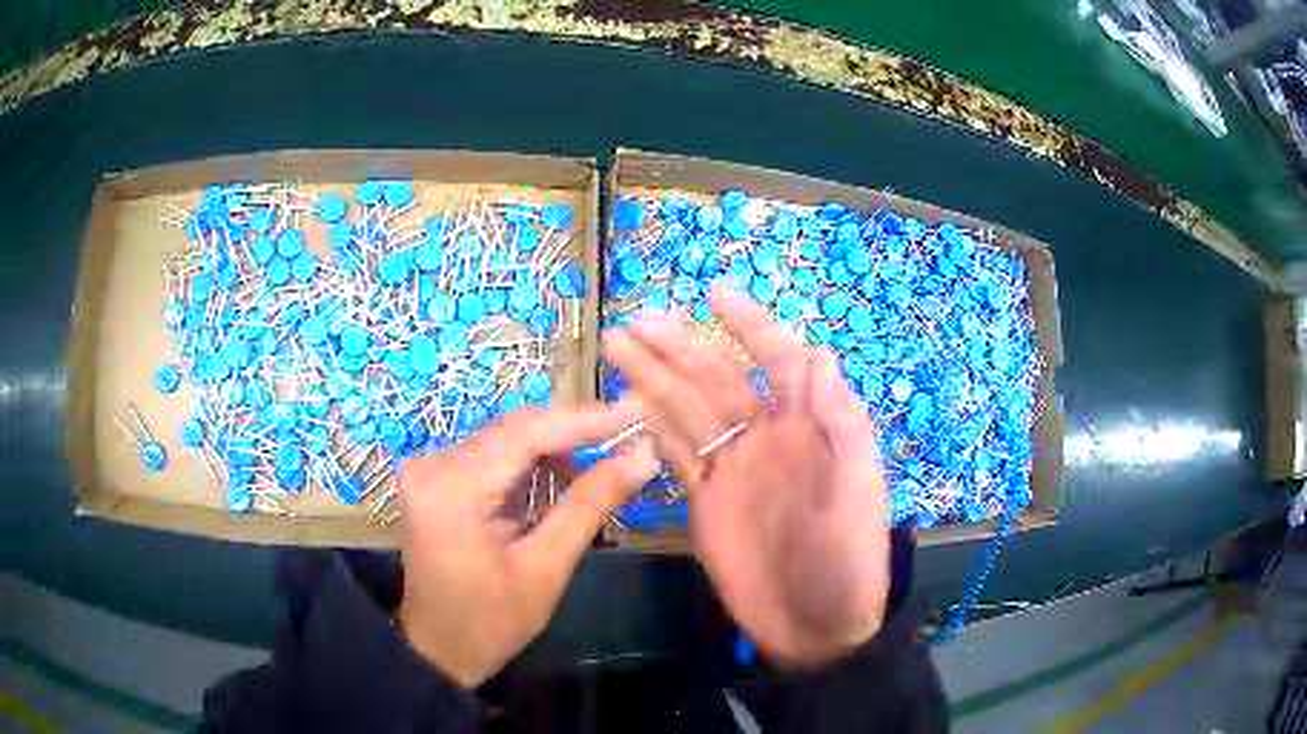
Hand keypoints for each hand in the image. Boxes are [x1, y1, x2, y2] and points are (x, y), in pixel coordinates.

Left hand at [397, 402, 658, 687]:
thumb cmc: (492, 621)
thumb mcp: (547, 567)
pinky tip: (566, 477)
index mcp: (452, 488)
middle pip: (515, 429)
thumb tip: (643, 455)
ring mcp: (431, 469)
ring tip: (608, 459)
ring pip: (507, 439)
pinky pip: (494, 457)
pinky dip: (533, 464)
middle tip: (632, 429)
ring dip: (557, 448)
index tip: (637, 410)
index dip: (585, 419)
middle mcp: (433, 464)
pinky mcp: (437, 478)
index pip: (525, 432)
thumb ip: (591, 504)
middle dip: (575, 431)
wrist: (440, 648)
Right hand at [603, 283, 889, 666]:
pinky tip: (624, 407)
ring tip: (617, 347)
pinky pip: (675, 457)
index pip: (778, 361)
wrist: (816, 626)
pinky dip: (651, 430)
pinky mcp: (704, 502)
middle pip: (717, 380)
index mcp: (807, 428)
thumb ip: (841, 426)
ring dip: (654, 379)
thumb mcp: (858, 492)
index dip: (751, 326)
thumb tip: (821, 352)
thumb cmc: (848, 560)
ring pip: (688, 412)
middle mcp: (765, 437)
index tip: (715, 293)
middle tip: (638, 321)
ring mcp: (731, 469)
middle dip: (680, 347)